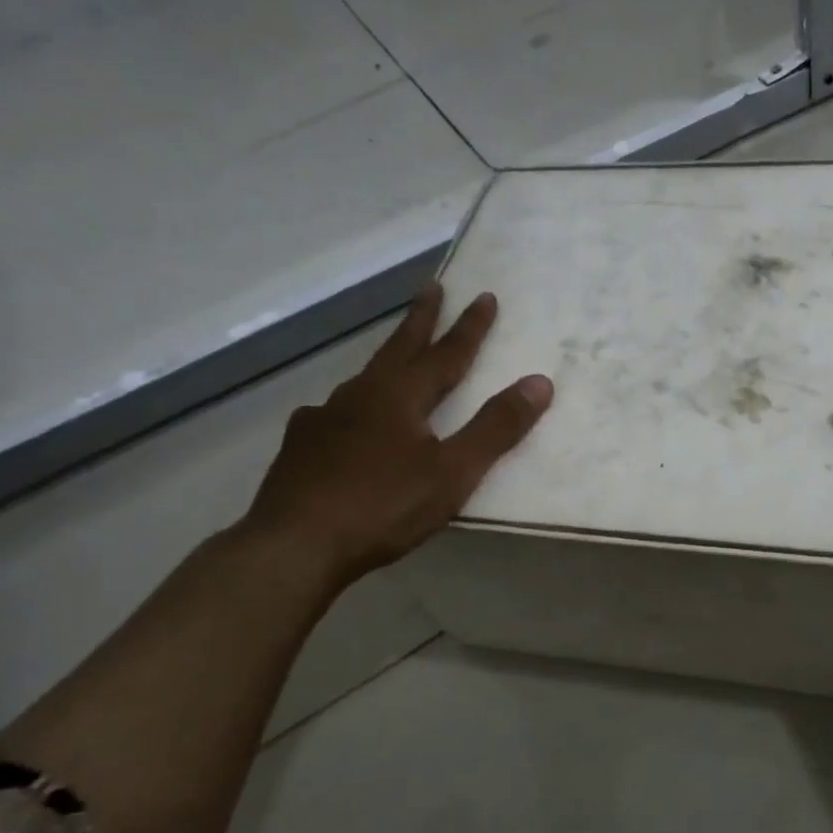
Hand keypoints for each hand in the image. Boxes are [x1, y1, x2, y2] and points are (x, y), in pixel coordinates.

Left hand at [238, 282, 551, 596]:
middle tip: (432, 287)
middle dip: (421, 318)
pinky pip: (335, 414)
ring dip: (387, 360)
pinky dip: (352, 407)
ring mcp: (323, 419)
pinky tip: (345, 423)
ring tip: (395, 358)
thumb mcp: (454, 472)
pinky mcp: (300, 447)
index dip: (470, 327)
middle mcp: (360, 395)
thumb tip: (539, 382)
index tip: (485, 296)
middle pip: (398, 348)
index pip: (446, 353)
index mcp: (400, 396)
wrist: (293, 546)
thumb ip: (496, 427)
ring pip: (364, 379)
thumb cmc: (383, 507)